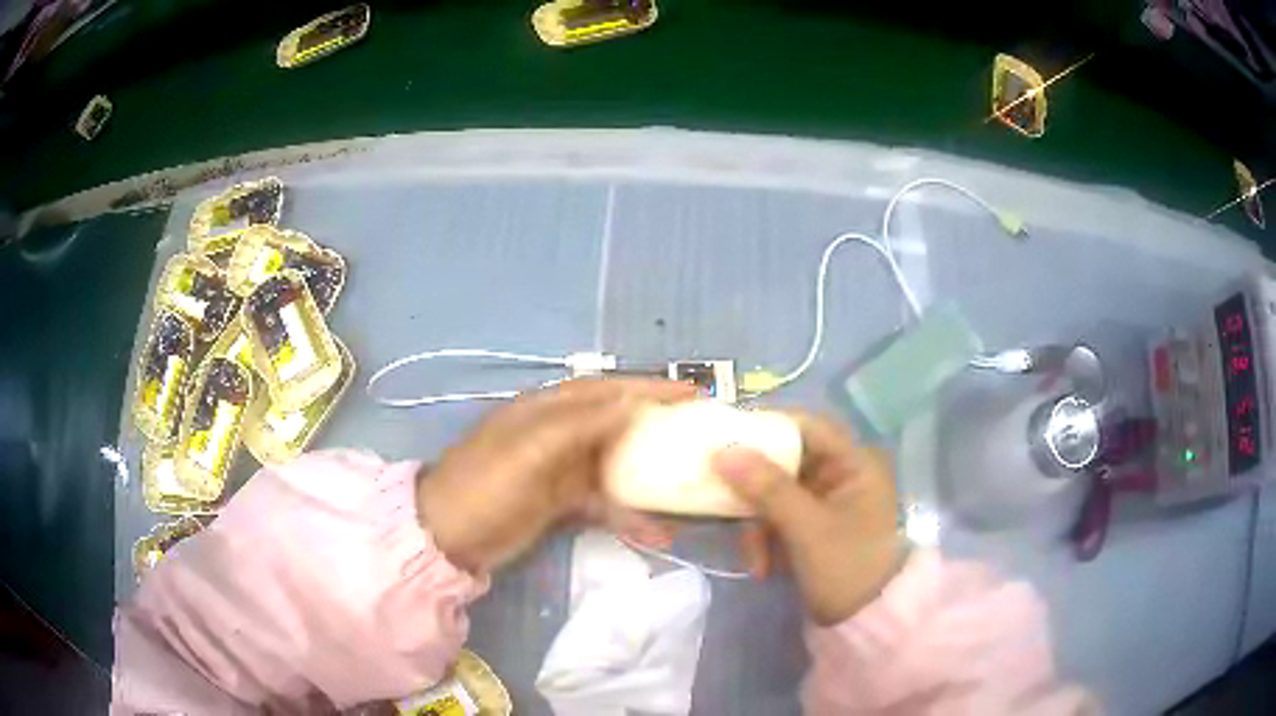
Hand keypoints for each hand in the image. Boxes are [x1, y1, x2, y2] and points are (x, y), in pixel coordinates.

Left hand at [417, 378, 694, 573]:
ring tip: (686, 492)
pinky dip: (629, 515)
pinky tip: (654, 533)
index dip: (650, 388)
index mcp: (548, 409)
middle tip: (699, 439)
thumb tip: (632, 403)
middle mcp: (559, 433)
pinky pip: (605, 502)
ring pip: (616, 466)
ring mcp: (561, 469)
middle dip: (658, 430)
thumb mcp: (530, 450)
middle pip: (618, 424)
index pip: (608, 389)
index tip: (693, 394)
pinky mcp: (561, 502)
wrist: (447, 536)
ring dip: (649, 479)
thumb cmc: (486, 485)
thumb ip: (581, 425)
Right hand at [713, 412, 903, 625]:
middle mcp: (841, 475)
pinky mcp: (812, 527)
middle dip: (755, 489)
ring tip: (752, 557)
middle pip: (786, 461)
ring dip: (757, 523)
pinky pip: (778, 518)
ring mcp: (826, 503)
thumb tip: (723, 451)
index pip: (808, 426)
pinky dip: (765, 539)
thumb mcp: (807, 528)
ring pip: (776, 493)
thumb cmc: (846, 567)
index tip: (727, 438)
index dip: (769, 427)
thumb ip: (767, 488)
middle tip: (723, 499)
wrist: (864, 623)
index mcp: (854, 464)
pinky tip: (761, 567)